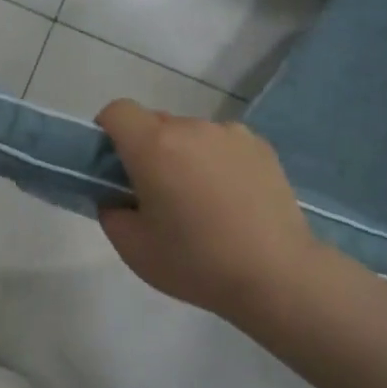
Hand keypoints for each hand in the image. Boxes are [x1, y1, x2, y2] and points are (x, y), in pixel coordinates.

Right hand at [96, 100, 319, 322]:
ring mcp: (229, 133)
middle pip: (154, 123)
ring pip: (190, 134)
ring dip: (184, 155)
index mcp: (154, 145)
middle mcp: (191, 127)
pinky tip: (232, 200)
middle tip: (158, 194)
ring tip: (202, 201)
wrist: (277, 276)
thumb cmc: (196, 263)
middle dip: (147, 149)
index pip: (117, 112)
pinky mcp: (260, 145)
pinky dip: (217, 162)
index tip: (115, 167)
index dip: (109, 133)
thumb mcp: (133, 248)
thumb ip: (111, 211)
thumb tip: (117, 195)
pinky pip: (222, 144)